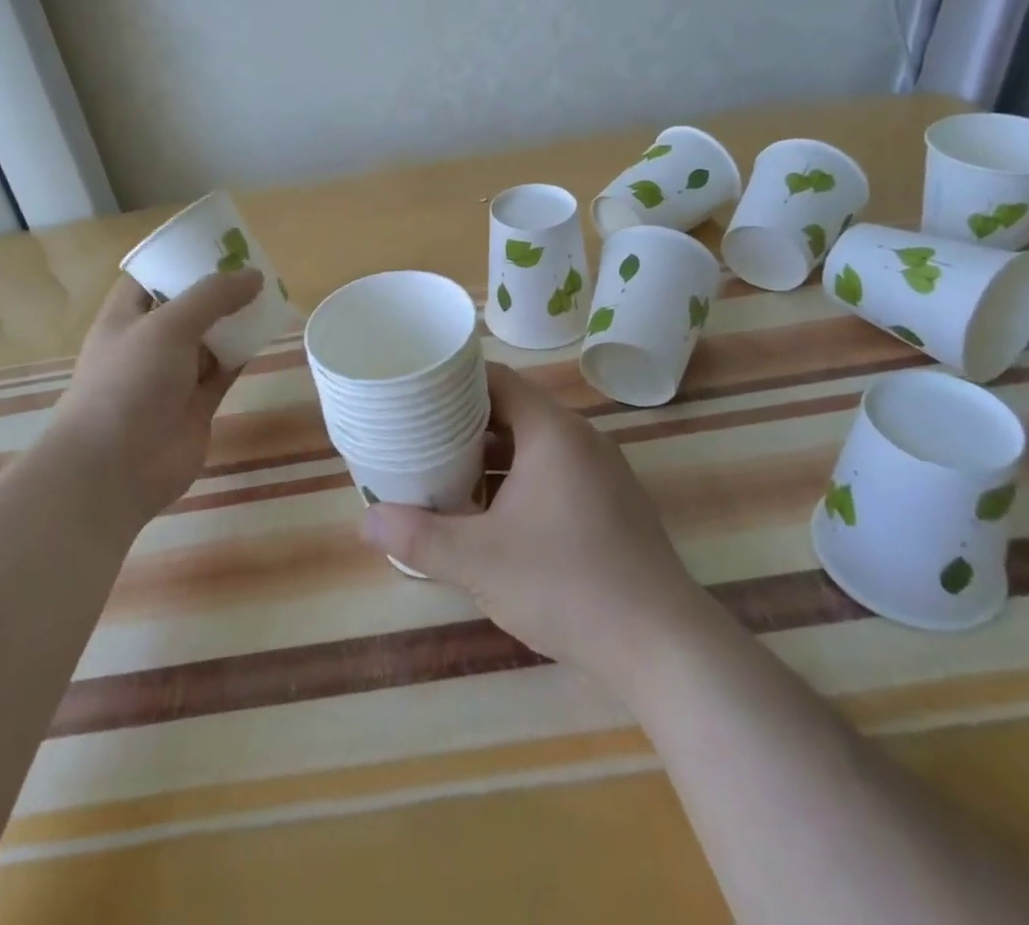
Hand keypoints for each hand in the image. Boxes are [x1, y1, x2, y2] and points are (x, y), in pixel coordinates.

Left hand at [47, 268, 262, 532]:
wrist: (116, 468)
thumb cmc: (129, 384)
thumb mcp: (167, 326)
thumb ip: (212, 297)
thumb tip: (254, 275)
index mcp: (126, 317)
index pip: (152, 277)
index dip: (180, 258)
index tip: (216, 242)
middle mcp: (149, 342)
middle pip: (187, 306)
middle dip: (217, 288)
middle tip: (255, 266)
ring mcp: (173, 375)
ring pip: (210, 338)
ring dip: (235, 320)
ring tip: (270, 294)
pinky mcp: (197, 403)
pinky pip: (225, 369)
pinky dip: (244, 353)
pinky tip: (267, 333)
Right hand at [359, 364, 702, 697]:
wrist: (664, 648)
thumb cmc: (567, 584)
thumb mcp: (479, 562)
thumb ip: (418, 538)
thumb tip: (364, 522)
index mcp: (552, 431)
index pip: (495, 379)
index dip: (453, 381)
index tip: (415, 394)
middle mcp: (580, 439)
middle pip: (512, 411)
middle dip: (464, 424)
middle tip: (419, 438)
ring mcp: (602, 473)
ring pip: (533, 447)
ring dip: (491, 458)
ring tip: (446, 476)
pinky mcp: (612, 505)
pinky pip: (555, 474)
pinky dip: (519, 482)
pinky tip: (493, 517)